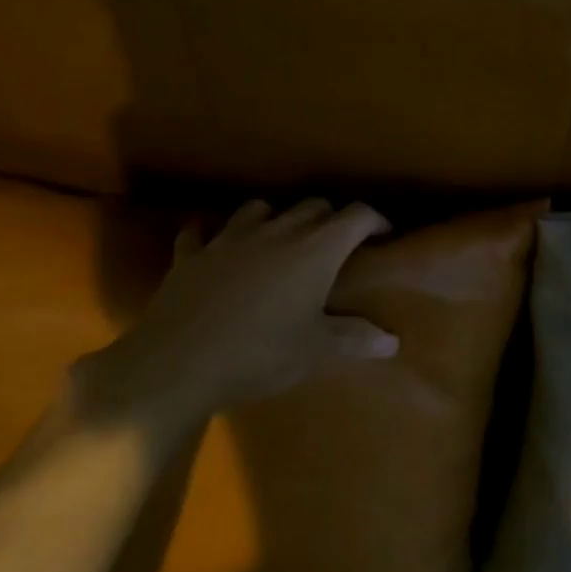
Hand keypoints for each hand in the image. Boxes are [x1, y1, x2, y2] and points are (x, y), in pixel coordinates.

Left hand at [75, 199, 396, 433]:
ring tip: (281, 238)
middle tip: (338, 242)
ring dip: (277, 218)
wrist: (177, 364)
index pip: (356, 217)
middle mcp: (276, 232)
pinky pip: (201, 232)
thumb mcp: (315, 351)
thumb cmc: (259, 353)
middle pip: (312, 206)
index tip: (384, 233)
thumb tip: (393, 341)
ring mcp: (229, 239)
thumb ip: (355, 339)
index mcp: (314, 250)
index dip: (375, 220)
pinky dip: (212, 233)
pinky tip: (213, 242)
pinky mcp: (191, 255)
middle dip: (331, 218)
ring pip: (259, 209)